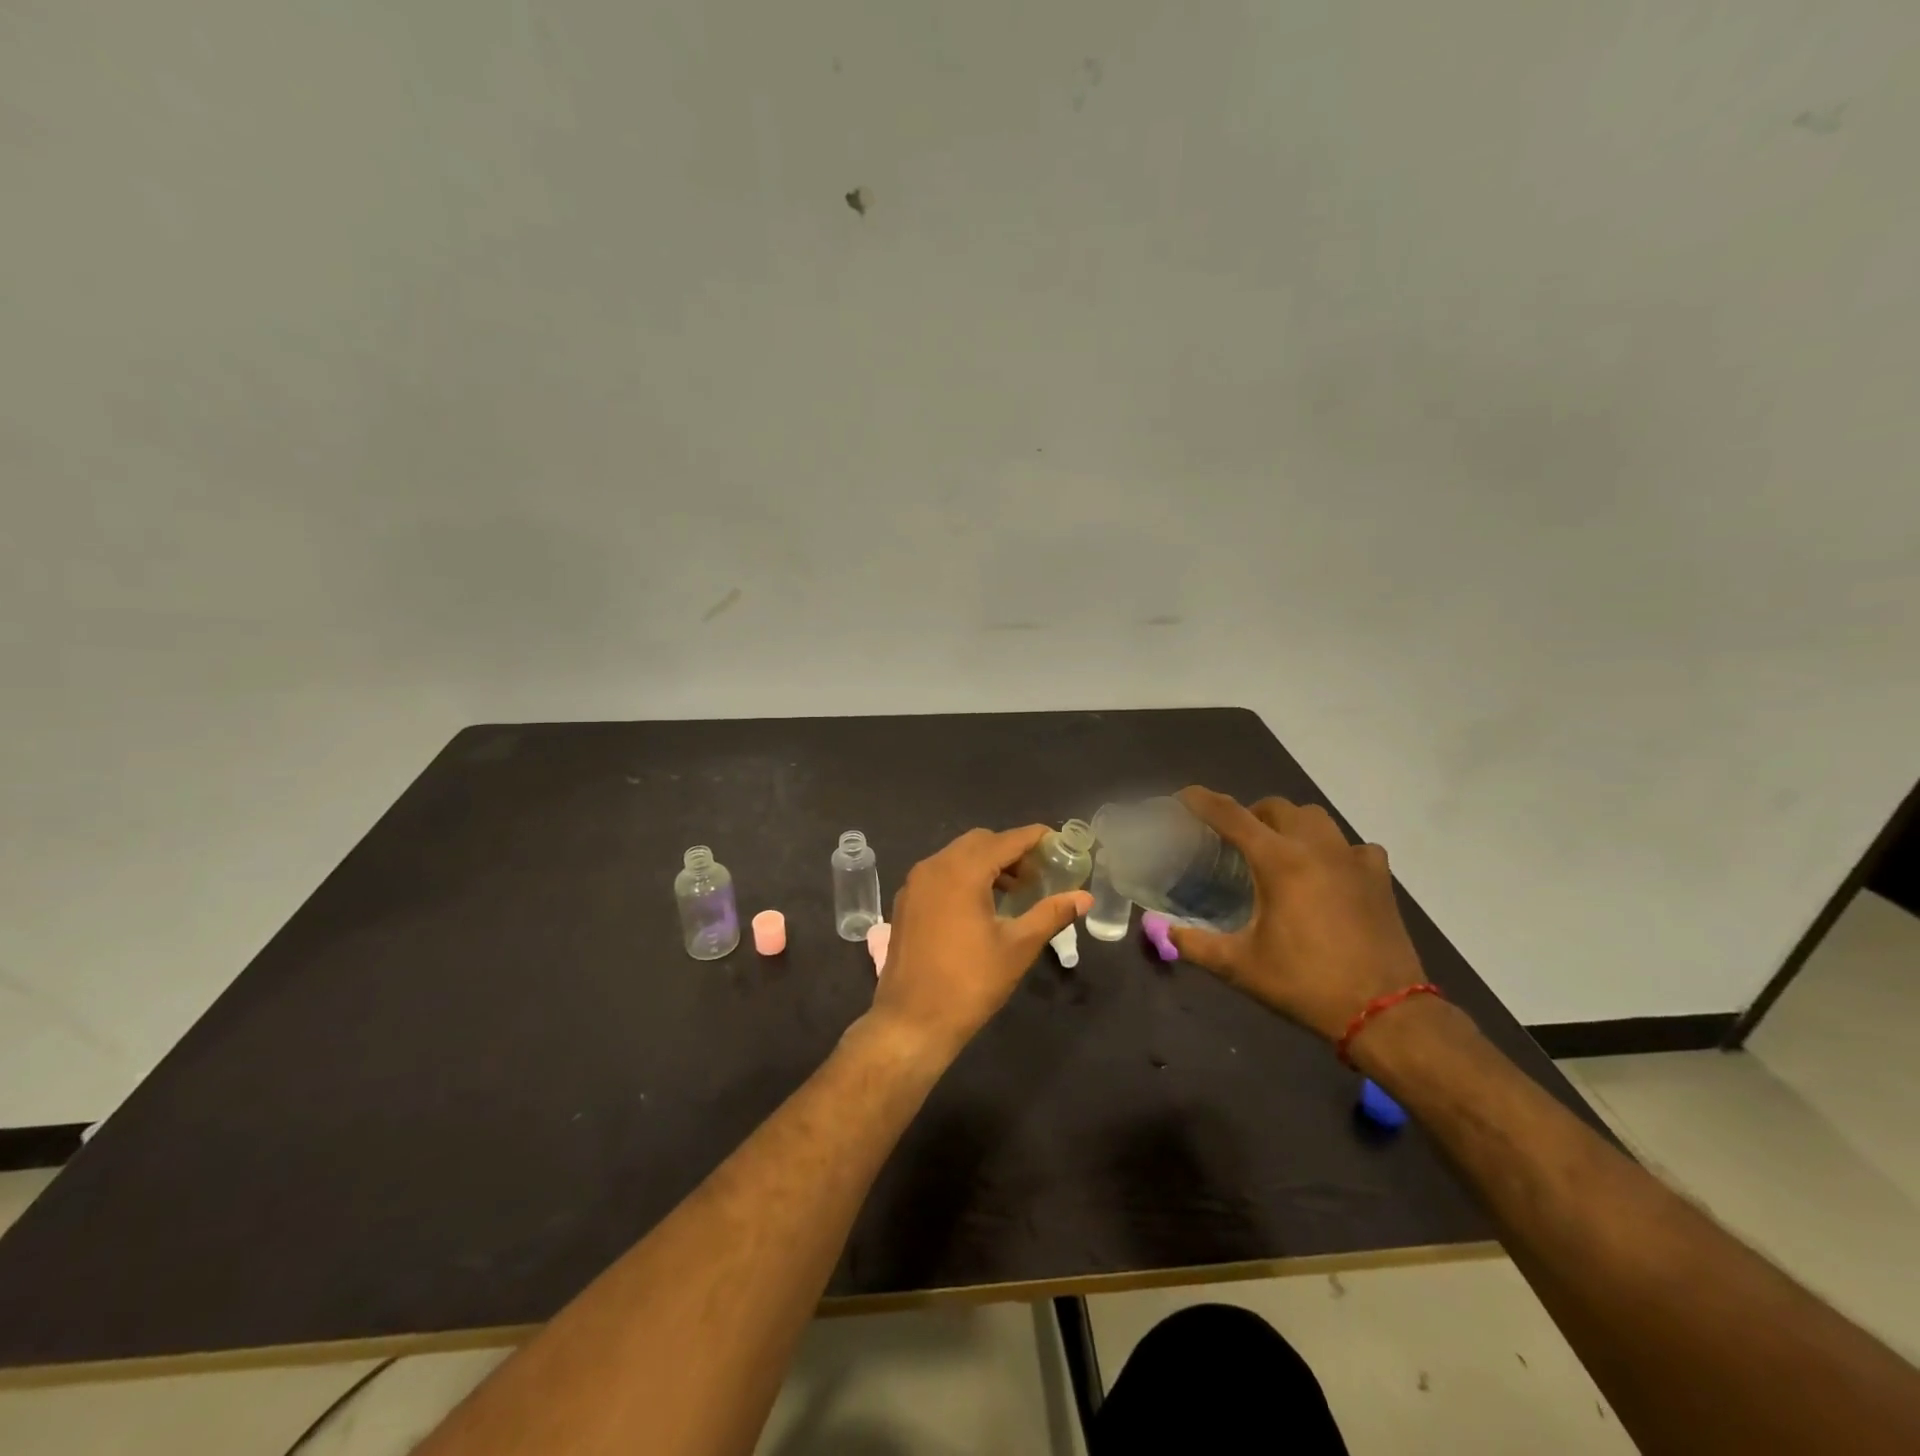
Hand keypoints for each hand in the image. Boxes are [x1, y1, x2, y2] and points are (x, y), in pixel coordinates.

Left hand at [867, 826, 1091, 1062]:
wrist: (912, 1021)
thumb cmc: (970, 983)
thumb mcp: (1018, 947)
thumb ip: (1051, 914)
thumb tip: (1084, 897)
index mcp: (961, 872)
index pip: (1005, 840)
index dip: (1034, 838)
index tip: (1058, 843)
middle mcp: (933, 867)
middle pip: (979, 842)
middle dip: (1010, 850)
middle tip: (1038, 874)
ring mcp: (914, 884)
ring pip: (956, 856)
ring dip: (987, 864)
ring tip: (1014, 892)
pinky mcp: (905, 902)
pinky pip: (939, 874)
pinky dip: (963, 876)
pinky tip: (981, 906)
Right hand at [1168, 787, 1425, 1040]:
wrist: (1385, 1013)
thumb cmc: (1305, 984)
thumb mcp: (1240, 967)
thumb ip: (1195, 944)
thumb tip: (1161, 930)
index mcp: (1279, 861)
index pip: (1231, 815)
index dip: (1202, 801)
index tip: (1182, 797)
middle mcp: (1316, 847)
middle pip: (1276, 807)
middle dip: (1250, 814)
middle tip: (1234, 841)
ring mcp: (1353, 859)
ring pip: (1315, 818)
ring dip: (1291, 825)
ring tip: (1278, 851)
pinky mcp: (1379, 878)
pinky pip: (1352, 846)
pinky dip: (1334, 851)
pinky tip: (1328, 874)